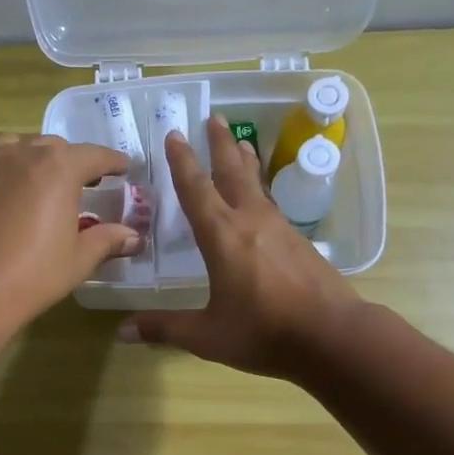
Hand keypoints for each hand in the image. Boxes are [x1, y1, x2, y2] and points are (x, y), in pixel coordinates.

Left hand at [0, 133, 140, 330]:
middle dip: (69, 161)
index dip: (112, 162)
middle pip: (52, 147)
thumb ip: (107, 240)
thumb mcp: (78, 260)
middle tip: (79, 184)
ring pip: (13, 147)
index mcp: (58, 167)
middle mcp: (20, 153)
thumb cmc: (32, 275)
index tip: (122, 170)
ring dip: (30, 159)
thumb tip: (133, 236)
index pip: (94, 155)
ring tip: (35, 182)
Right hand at [118, 116, 361, 377]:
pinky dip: (260, 190)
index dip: (182, 162)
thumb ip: (164, 328)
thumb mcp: (207, 336)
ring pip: (257, 185)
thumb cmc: (263, 332)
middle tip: (214, 117)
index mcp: (222, 236)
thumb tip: (121, 331)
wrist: (332, 337)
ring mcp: (280, 229)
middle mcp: (251, 221)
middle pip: (232, 172)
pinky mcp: (299, 242)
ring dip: (244, 161)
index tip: (175, 134)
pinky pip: (272, 204)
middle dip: (220, 144)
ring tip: (240, 143)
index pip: (196, 190)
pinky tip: (261, 199)